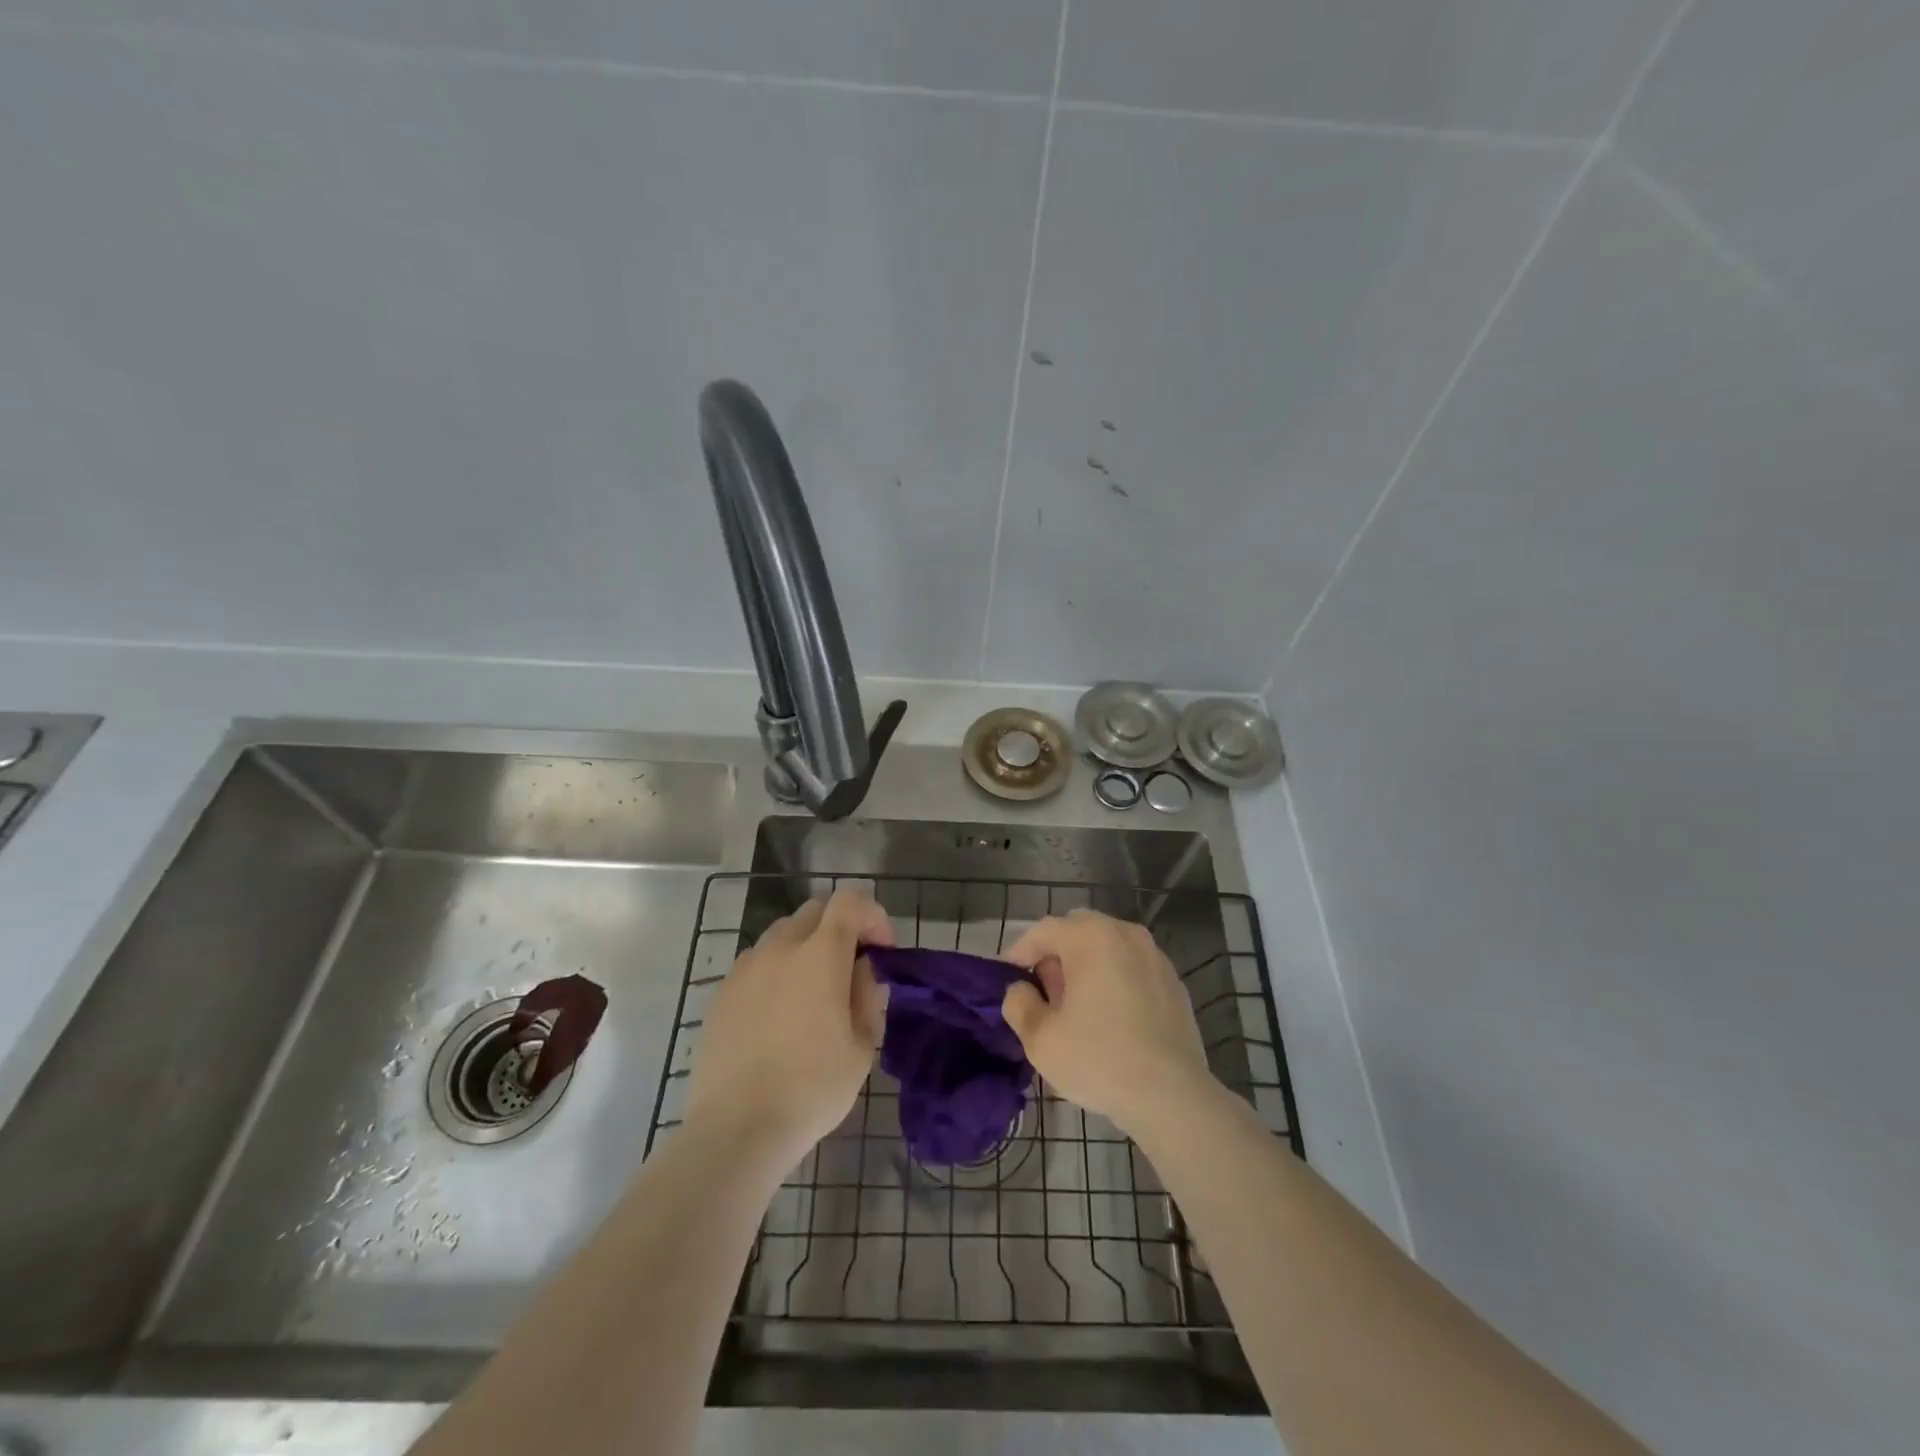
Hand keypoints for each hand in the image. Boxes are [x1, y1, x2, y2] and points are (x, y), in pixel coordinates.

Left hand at [683, 887, 891, 1165]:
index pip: (850, 901)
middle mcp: (780, 947)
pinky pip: (757, 962)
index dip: (873, 915)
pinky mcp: (722, 992)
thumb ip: (869, 995)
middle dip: (841, 926)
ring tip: (814, 990)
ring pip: (783, 933)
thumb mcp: (862, 1045)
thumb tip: (863, 971)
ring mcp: (745, 967)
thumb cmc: (812, 1087)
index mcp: (820, 954)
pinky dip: (777, 969)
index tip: (882, 951)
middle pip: (815, 910)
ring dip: (807, 946)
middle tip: (852, 967)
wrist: (737, 1128)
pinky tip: (780, 1012)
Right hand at [1001, 909, 1212, 1136]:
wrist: (1172, 1096)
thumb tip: (1021, 990)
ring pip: (1108, 948)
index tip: (1007, 978)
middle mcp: (1125, 934)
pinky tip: (1110, 1017)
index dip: (1019, 952)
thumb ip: (1019, 1004)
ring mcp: (1155, 956)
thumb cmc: (1099, 1059)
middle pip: (1078, 931)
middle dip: (1055, 954)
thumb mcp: (1040, 1038)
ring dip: (1086, 965)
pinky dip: (1115, 980)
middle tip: (1042, 990)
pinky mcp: (1174, 982)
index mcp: (1090, 937)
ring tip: (1075, 1005)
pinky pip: (1132, 968)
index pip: (1043, 931)